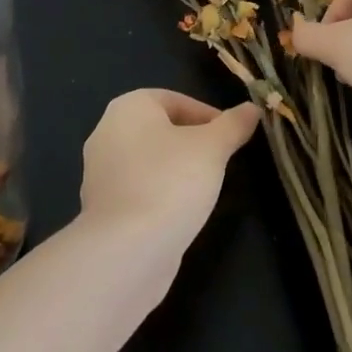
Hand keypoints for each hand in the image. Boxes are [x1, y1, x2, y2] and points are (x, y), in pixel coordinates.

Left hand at [78, 89, 259, 257]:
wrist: (126, 251)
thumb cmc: (171, 182)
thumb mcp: (213, 148)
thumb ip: (233, 125)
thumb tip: (251, 109)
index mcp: (129, 107)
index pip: (175, 100)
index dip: (207, 115)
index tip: (231, 138)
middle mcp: (107, 132)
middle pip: (160, 129)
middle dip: (192, 143)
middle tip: (220, 161)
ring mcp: (99, 173)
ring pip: (149, 161)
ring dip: (176, 170)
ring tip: (204, 189)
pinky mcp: (101, 208)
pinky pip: (138, 190)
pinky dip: (159, 195)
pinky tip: (179, 213)